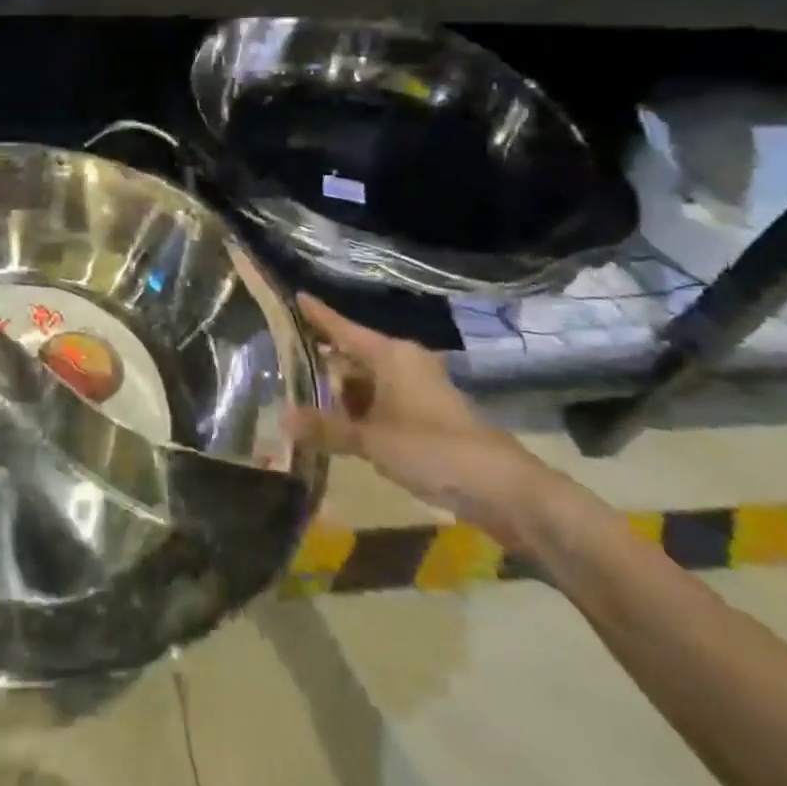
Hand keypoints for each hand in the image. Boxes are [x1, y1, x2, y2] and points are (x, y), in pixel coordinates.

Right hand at [283, 294, 553, 546]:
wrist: (503, 488)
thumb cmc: (431, 448)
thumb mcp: (370, 439)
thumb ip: (325, 428)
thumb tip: (282, 419)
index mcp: (390, 354)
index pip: (342, 327)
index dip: (316, 314)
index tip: (294, 297)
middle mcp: (403, 363)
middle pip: (353, 355)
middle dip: (321, 363)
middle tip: (283, 366)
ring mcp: (418, 389)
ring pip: (367, 382)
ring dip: (340, 394)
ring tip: (303, 401)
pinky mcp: (428, 415)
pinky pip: (383, 402)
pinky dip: (361, 411)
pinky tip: (339, 427)